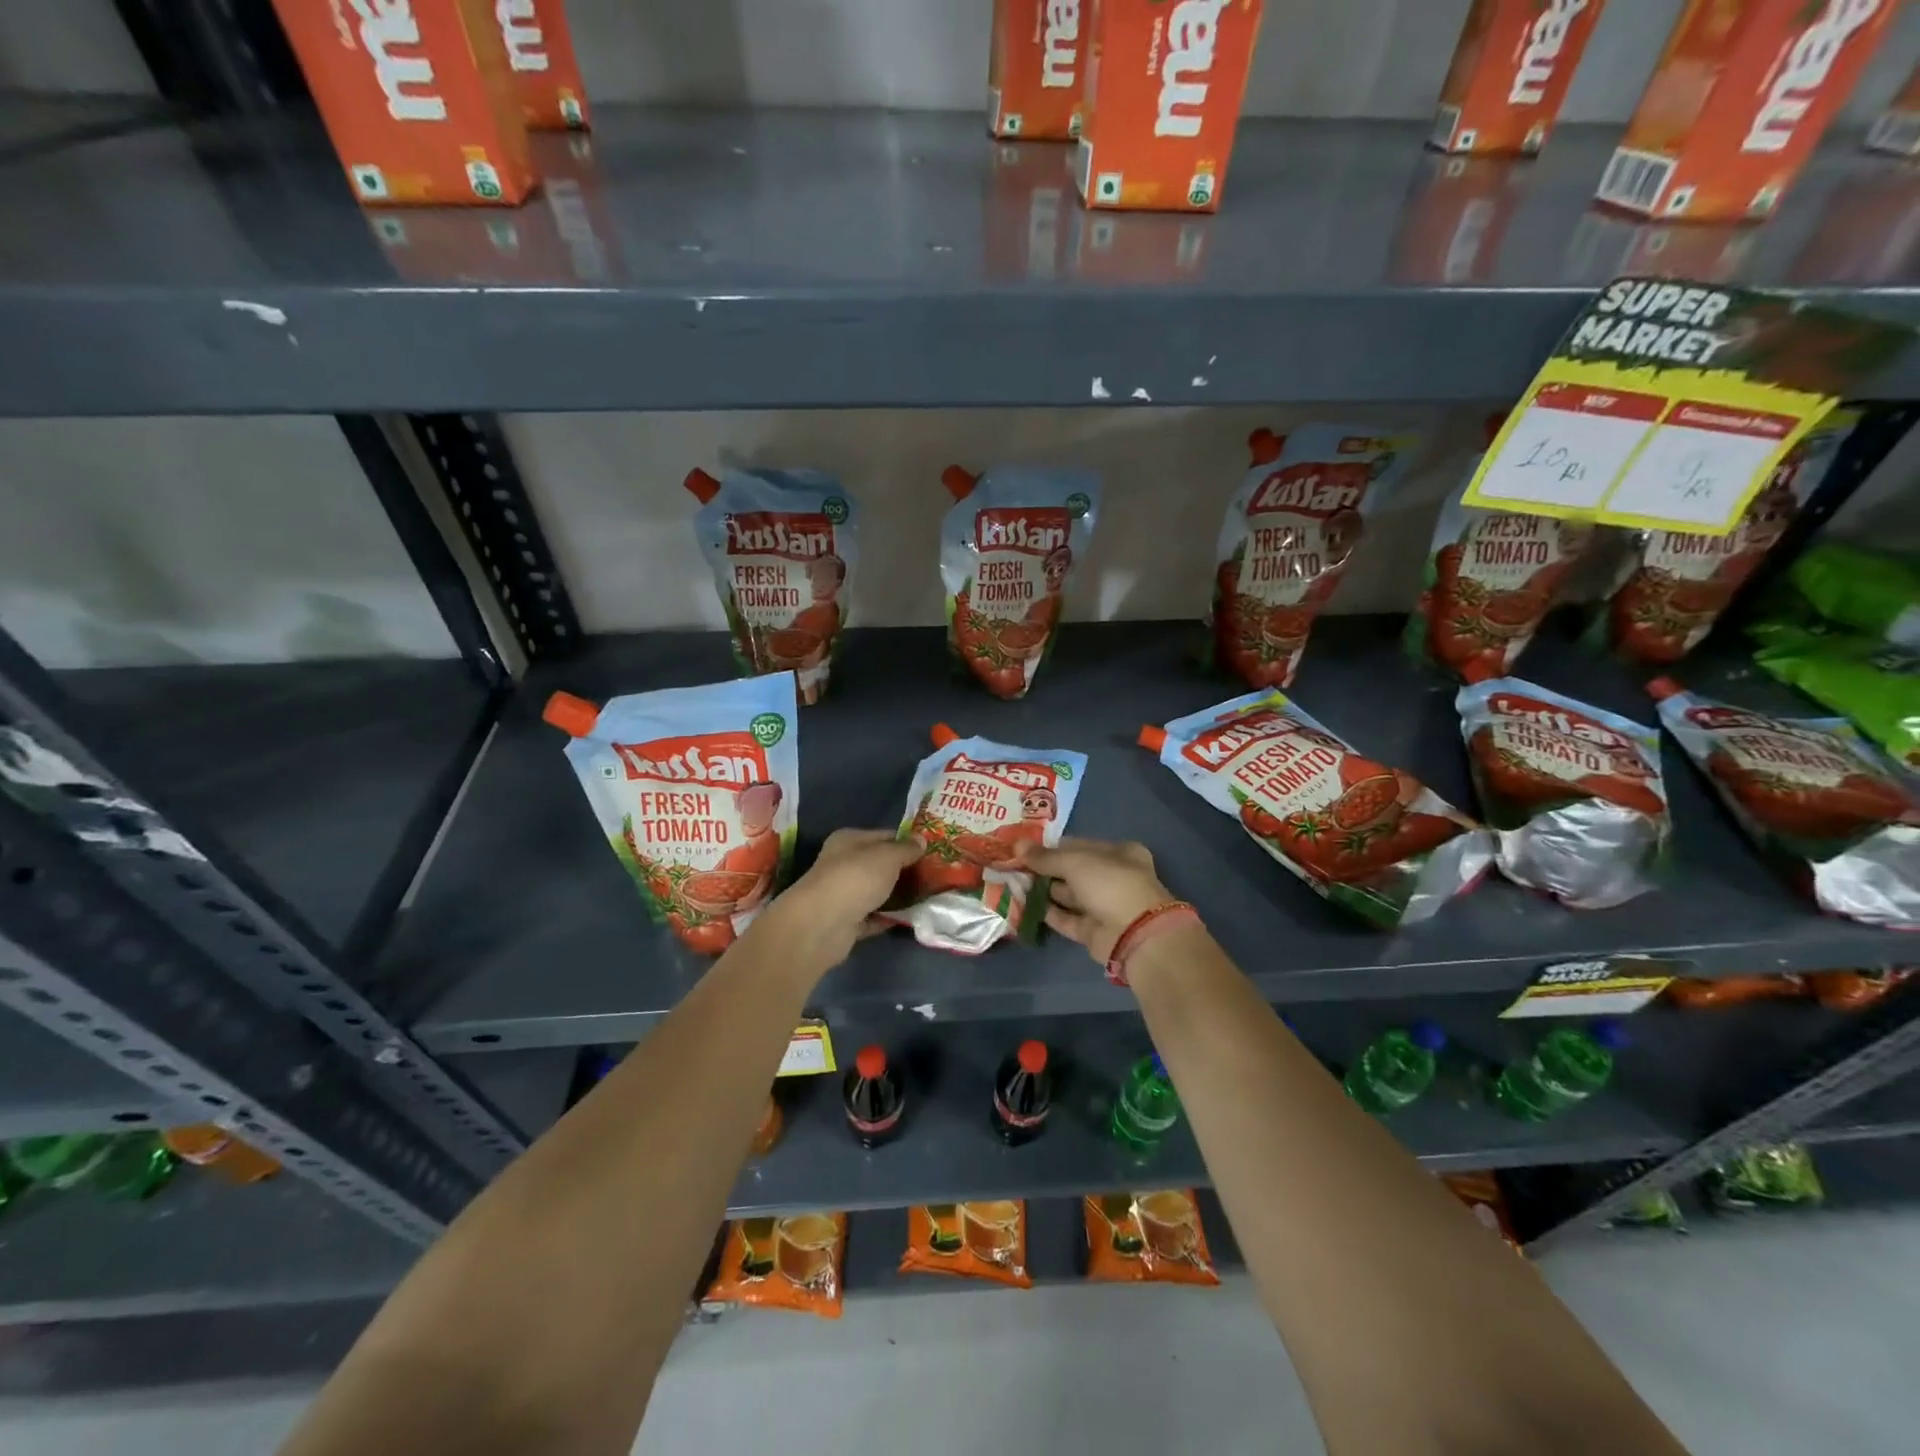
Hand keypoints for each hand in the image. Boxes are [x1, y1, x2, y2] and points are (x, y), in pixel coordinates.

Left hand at [763, 828, 921, 965]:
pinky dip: (888, 918)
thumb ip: (906, 849)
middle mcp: (843, 865)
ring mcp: (843, 895)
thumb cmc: (855, 878)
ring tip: (929, 897)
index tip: (933, 851)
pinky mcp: (845, 923)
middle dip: (905, 870)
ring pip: (877, 892)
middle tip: (936, 876)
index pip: (884, 836)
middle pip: (880, 865)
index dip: (908, 842)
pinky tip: (911, 918)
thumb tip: (922, 840)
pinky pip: (873, 917)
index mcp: (849, 841)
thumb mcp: (887, 856)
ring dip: (898, 895)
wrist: (822, 925)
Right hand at [1014, 837, 1175, 962]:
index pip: (1079, 846)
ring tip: (1013, 883)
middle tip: (1013, 866)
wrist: (1136, 935)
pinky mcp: (1092, 932)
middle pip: (1073, 871)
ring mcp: (1103, 906)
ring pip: (1068, 895)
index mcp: (1118, 853)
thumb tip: (1017, 845)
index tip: (1025, 848)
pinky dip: (1046, 912)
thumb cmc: (1110, 884)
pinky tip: (1022, 905)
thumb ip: (1045, 857)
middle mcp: (1113, 878)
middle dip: (1045, 869)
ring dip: (1043, 890)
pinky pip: (1066, 918)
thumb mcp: (1075, 862)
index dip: (1053, 847)